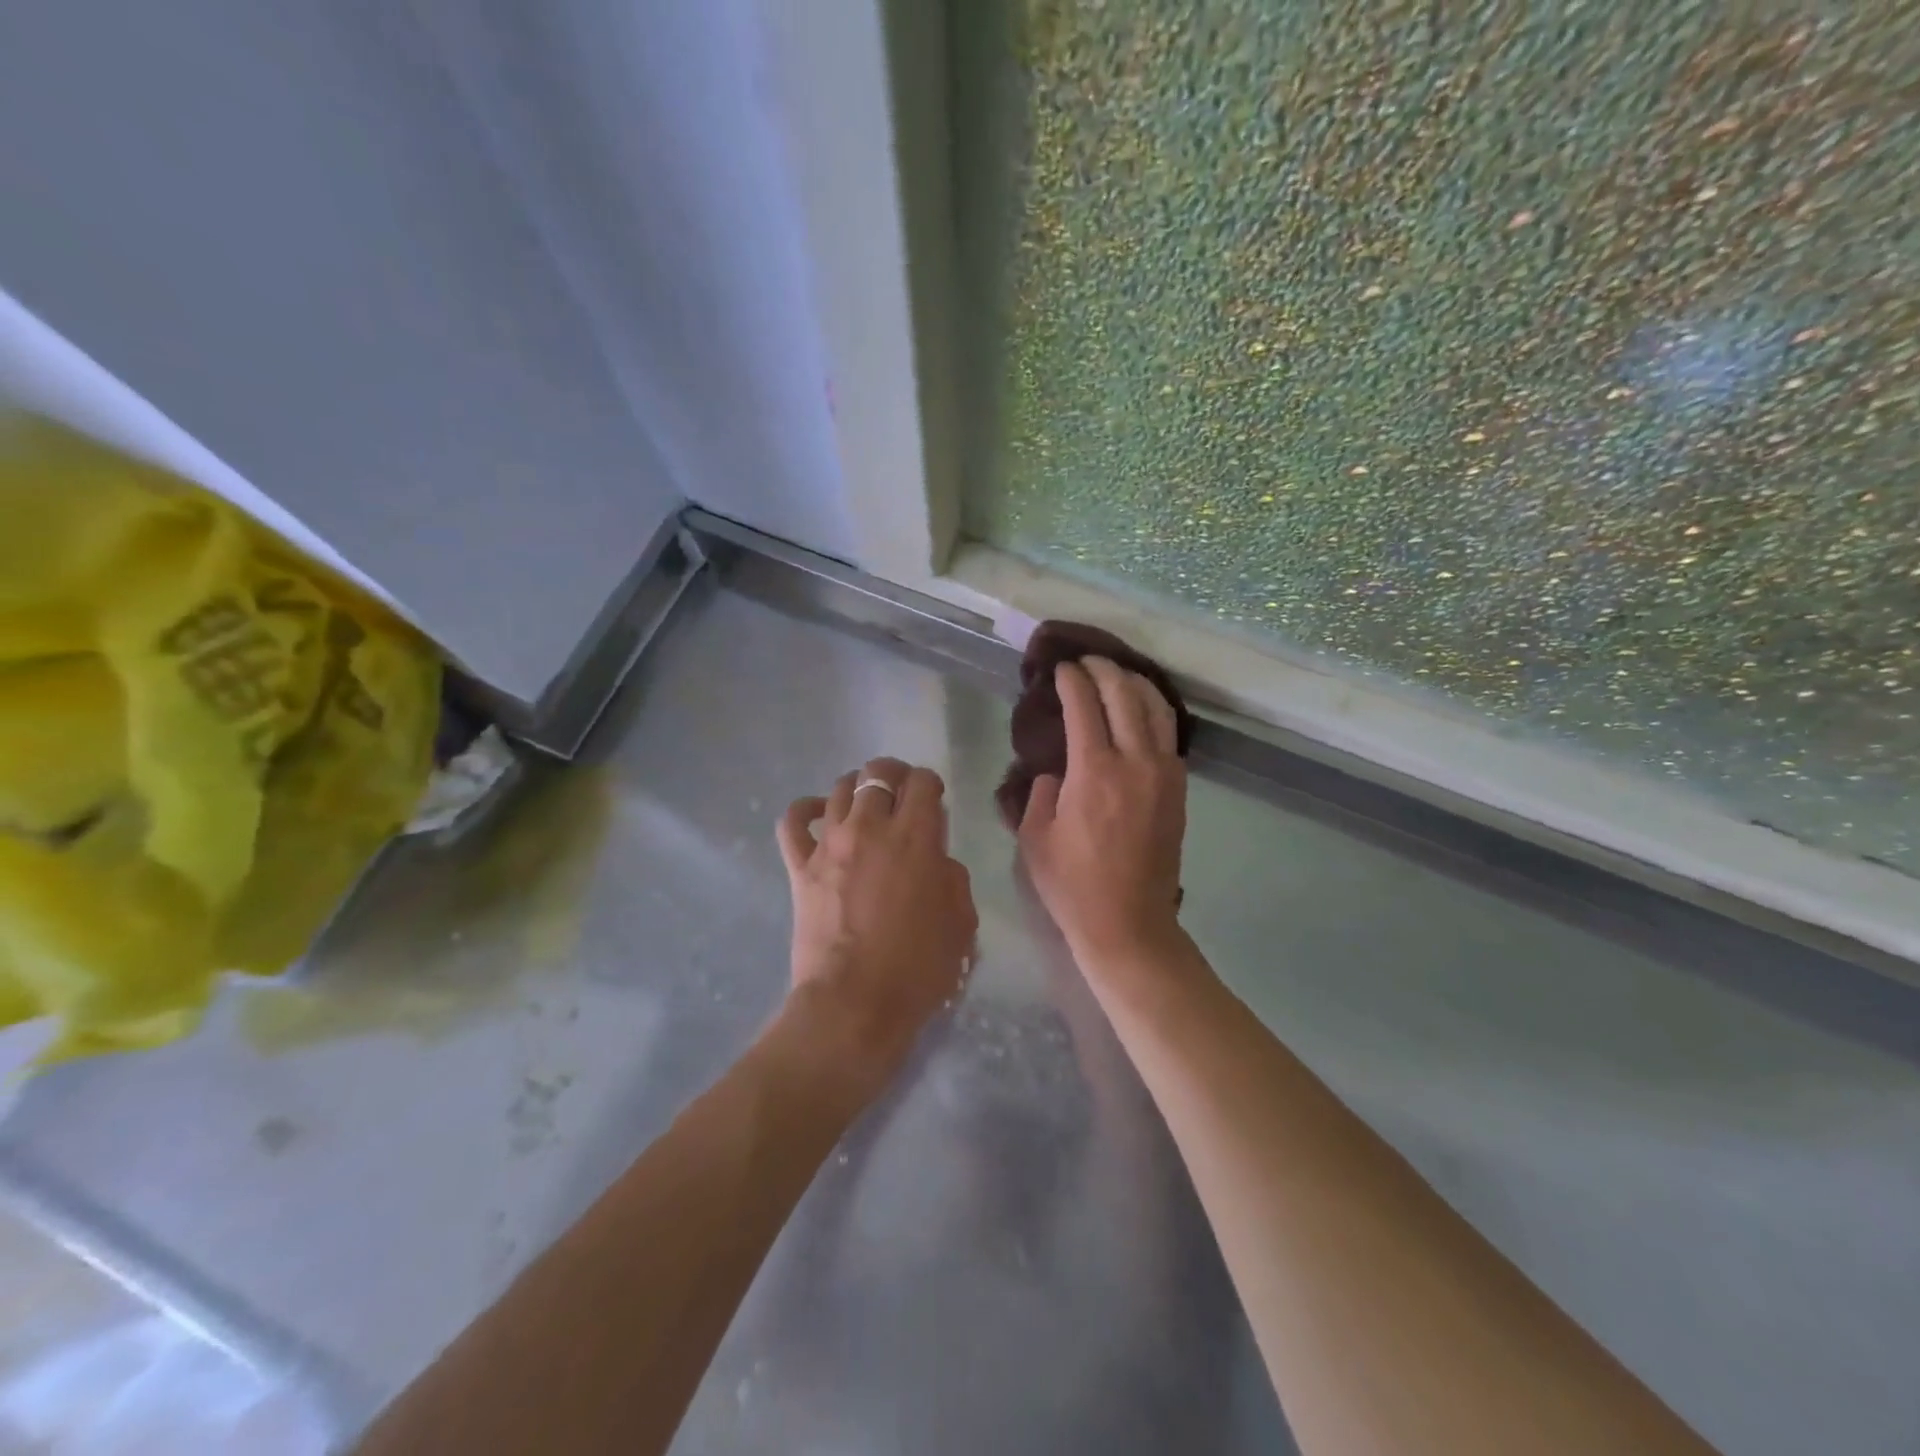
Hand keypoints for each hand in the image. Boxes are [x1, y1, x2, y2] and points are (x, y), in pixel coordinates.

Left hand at [777, 757, 976, 1082]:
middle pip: (877, 773)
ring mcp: (830, 844)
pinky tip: (819, 814)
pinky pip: (794, 821)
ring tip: (866, 805)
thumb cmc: (917, 968)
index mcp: (915, 837)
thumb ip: (953, 879)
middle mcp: (870, 828)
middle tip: (901, 794)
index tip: (934, 800)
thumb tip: (937, 861)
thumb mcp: (961, 923)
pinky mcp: (800, 867)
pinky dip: (806, 810)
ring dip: (857, 788)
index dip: (930, 784)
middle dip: (894, 775)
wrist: (854, 1004)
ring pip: (839, 788)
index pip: (922, 782)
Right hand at [1018, 659, 1186, 968]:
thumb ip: (1040, 793)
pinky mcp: (1178, 789)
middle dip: (1104, 670)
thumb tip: (1055, 772)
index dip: (1071, 680)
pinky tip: (1141, 709)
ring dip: (1135, 683)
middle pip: (1125, 695)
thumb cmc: (1072, 885)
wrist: (1129, 923)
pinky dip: (1154, 711)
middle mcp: (1135, 762)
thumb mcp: (1035, 838)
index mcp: (1094, 771)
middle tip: (1086, 661)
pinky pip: (1168, 735)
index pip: (1084, 706)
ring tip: (1116, 674)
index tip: (1060, 668)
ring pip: (1156, 709)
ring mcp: (1164, 774)